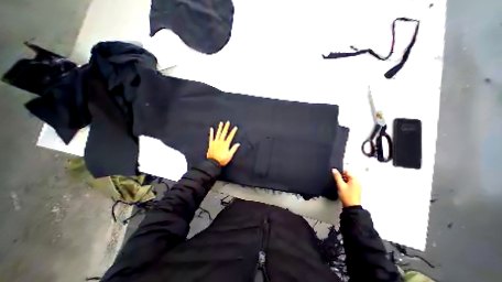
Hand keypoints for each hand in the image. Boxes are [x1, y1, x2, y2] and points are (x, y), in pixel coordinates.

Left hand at [206, 120, 240, 164]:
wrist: (213, 163)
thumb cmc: (222, 160)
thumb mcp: (230, 155)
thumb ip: (233, 149)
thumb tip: (238, 144)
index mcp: (226, 144)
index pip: (230, 136)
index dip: (233, 132)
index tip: (235, 127)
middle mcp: (220, 142)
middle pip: (224, 133)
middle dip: (226, 127)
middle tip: (228, 122)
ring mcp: (215, 142)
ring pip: (218, 133)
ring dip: (220, 128)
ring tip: (221, 123)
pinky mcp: (211, 144)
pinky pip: (211, 137)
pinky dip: (211, 133)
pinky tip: (211, 128)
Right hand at [332, 170, 360, 207]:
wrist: (351, 207)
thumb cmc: (347, 196)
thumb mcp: (340, 185)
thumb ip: (337, 176)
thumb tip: (334, 170)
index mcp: (355, 179)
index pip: (346, 171)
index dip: (340, 172)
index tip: (335, 175)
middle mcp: (357, 182)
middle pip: (347, 175)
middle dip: (341, 177)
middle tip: (337, 181)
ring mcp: (356, 186)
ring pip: (347, 180)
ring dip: (343, 181)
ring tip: (339, 186)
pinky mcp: (355, 190)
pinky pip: (349, 184)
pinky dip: (345, 185)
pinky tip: (342, 189)